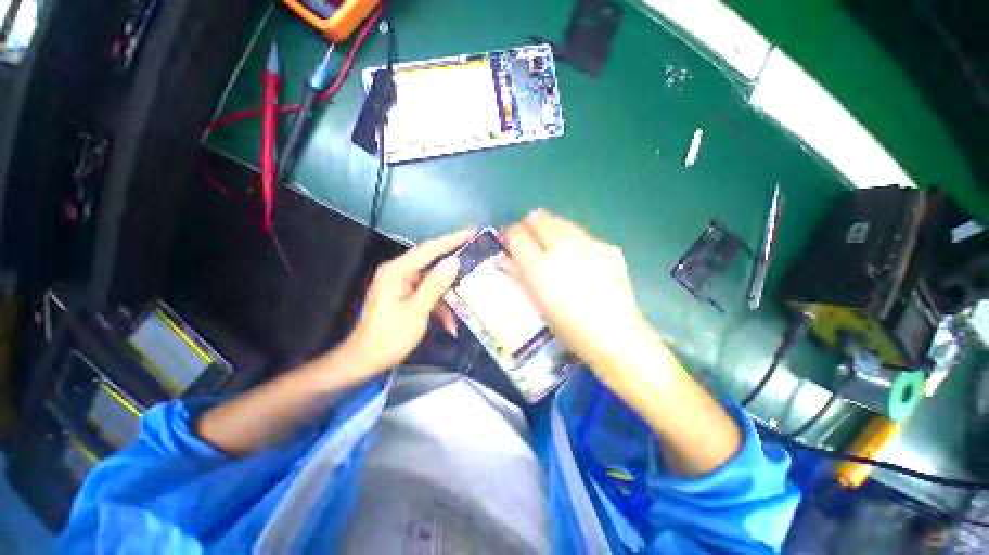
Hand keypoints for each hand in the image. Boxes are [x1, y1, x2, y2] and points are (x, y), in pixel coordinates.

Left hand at [345, 229, 471, 372]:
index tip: (472, 231)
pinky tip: (450, 322)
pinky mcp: (405, 295)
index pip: (429, 249)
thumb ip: (435, 284)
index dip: (452, 239)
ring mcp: (402, 284)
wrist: (366, 360)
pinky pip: (427, 293)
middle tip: (477, 253)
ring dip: (448, 291)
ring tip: (471, 290)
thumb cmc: (390, 336)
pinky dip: (439, 305)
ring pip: (432, 279)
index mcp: (397, 270)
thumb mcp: (417, 310)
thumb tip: (454, 261)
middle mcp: (399, 272)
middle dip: (454, 261)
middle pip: (431, 260)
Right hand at [502, 210, 650, 378]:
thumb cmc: (568, 328)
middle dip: (529, 225)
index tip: (510, 242)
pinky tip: (580, 258)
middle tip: (530, 239)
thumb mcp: (537, 305)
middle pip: (538, 220)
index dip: (509, 235)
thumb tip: (501, 258)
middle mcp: (562, 249)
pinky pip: (584, 236)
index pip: (516, 235)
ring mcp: (588, 245)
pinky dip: (575, 242)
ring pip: (561, 222)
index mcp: (540, 268)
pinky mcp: (607, 247)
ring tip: (552, 244)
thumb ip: (518, 276)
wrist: (615, 335)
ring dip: (551, 228)